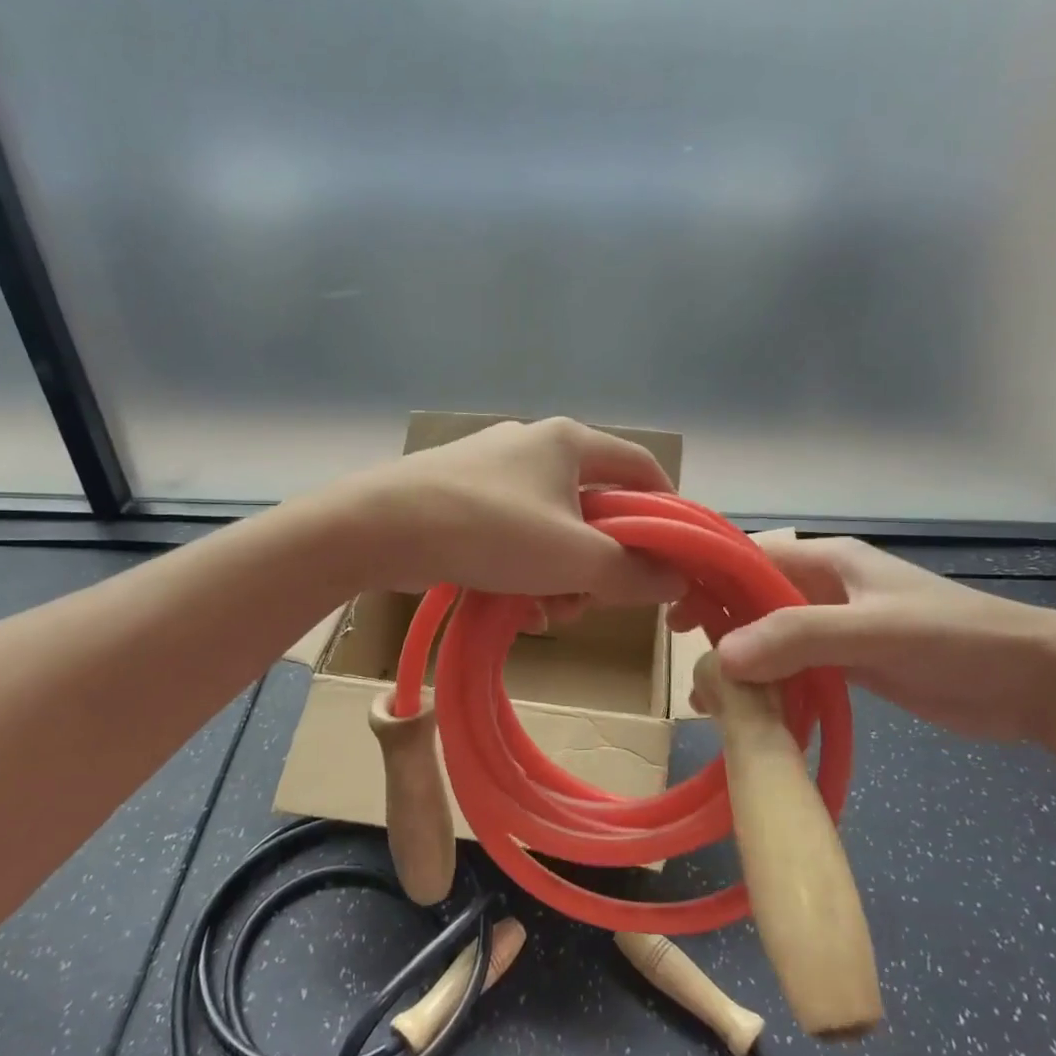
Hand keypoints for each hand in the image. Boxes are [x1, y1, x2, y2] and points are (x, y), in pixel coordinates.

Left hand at [339, 418, 685, 604]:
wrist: (380, 528)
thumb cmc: (490, 531)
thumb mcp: (573, 558)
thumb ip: (632, 571)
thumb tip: (675, 580)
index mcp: (570, 442)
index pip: (642, 467)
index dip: (666, 510)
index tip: (671, 556)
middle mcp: (533, 446)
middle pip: (594, 507)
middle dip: (600, 562)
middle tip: (593, 602)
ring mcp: (492, 470)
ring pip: (552, 528)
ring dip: (561, 575)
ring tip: (548, 614)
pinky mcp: (461, 496)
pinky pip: (512, 534)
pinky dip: (523, 570)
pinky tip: (514, 606)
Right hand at [677, 537, 1055, 742]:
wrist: (1036, 682)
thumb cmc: (954, 638)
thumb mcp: (874, 631)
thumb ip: (798, 638)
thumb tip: (720, 657)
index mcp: (827, 559)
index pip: (748, 555)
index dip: (706, 574)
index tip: (671, 607)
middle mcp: (822, 588)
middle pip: (750, 596)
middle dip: (715, 620)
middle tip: (682, 655)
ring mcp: (834, 627)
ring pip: (767, 635)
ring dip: (737, 659)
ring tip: (705, 695)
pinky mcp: (847, 663)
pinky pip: (791, 667)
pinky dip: (766, 684)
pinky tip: (745, 709)